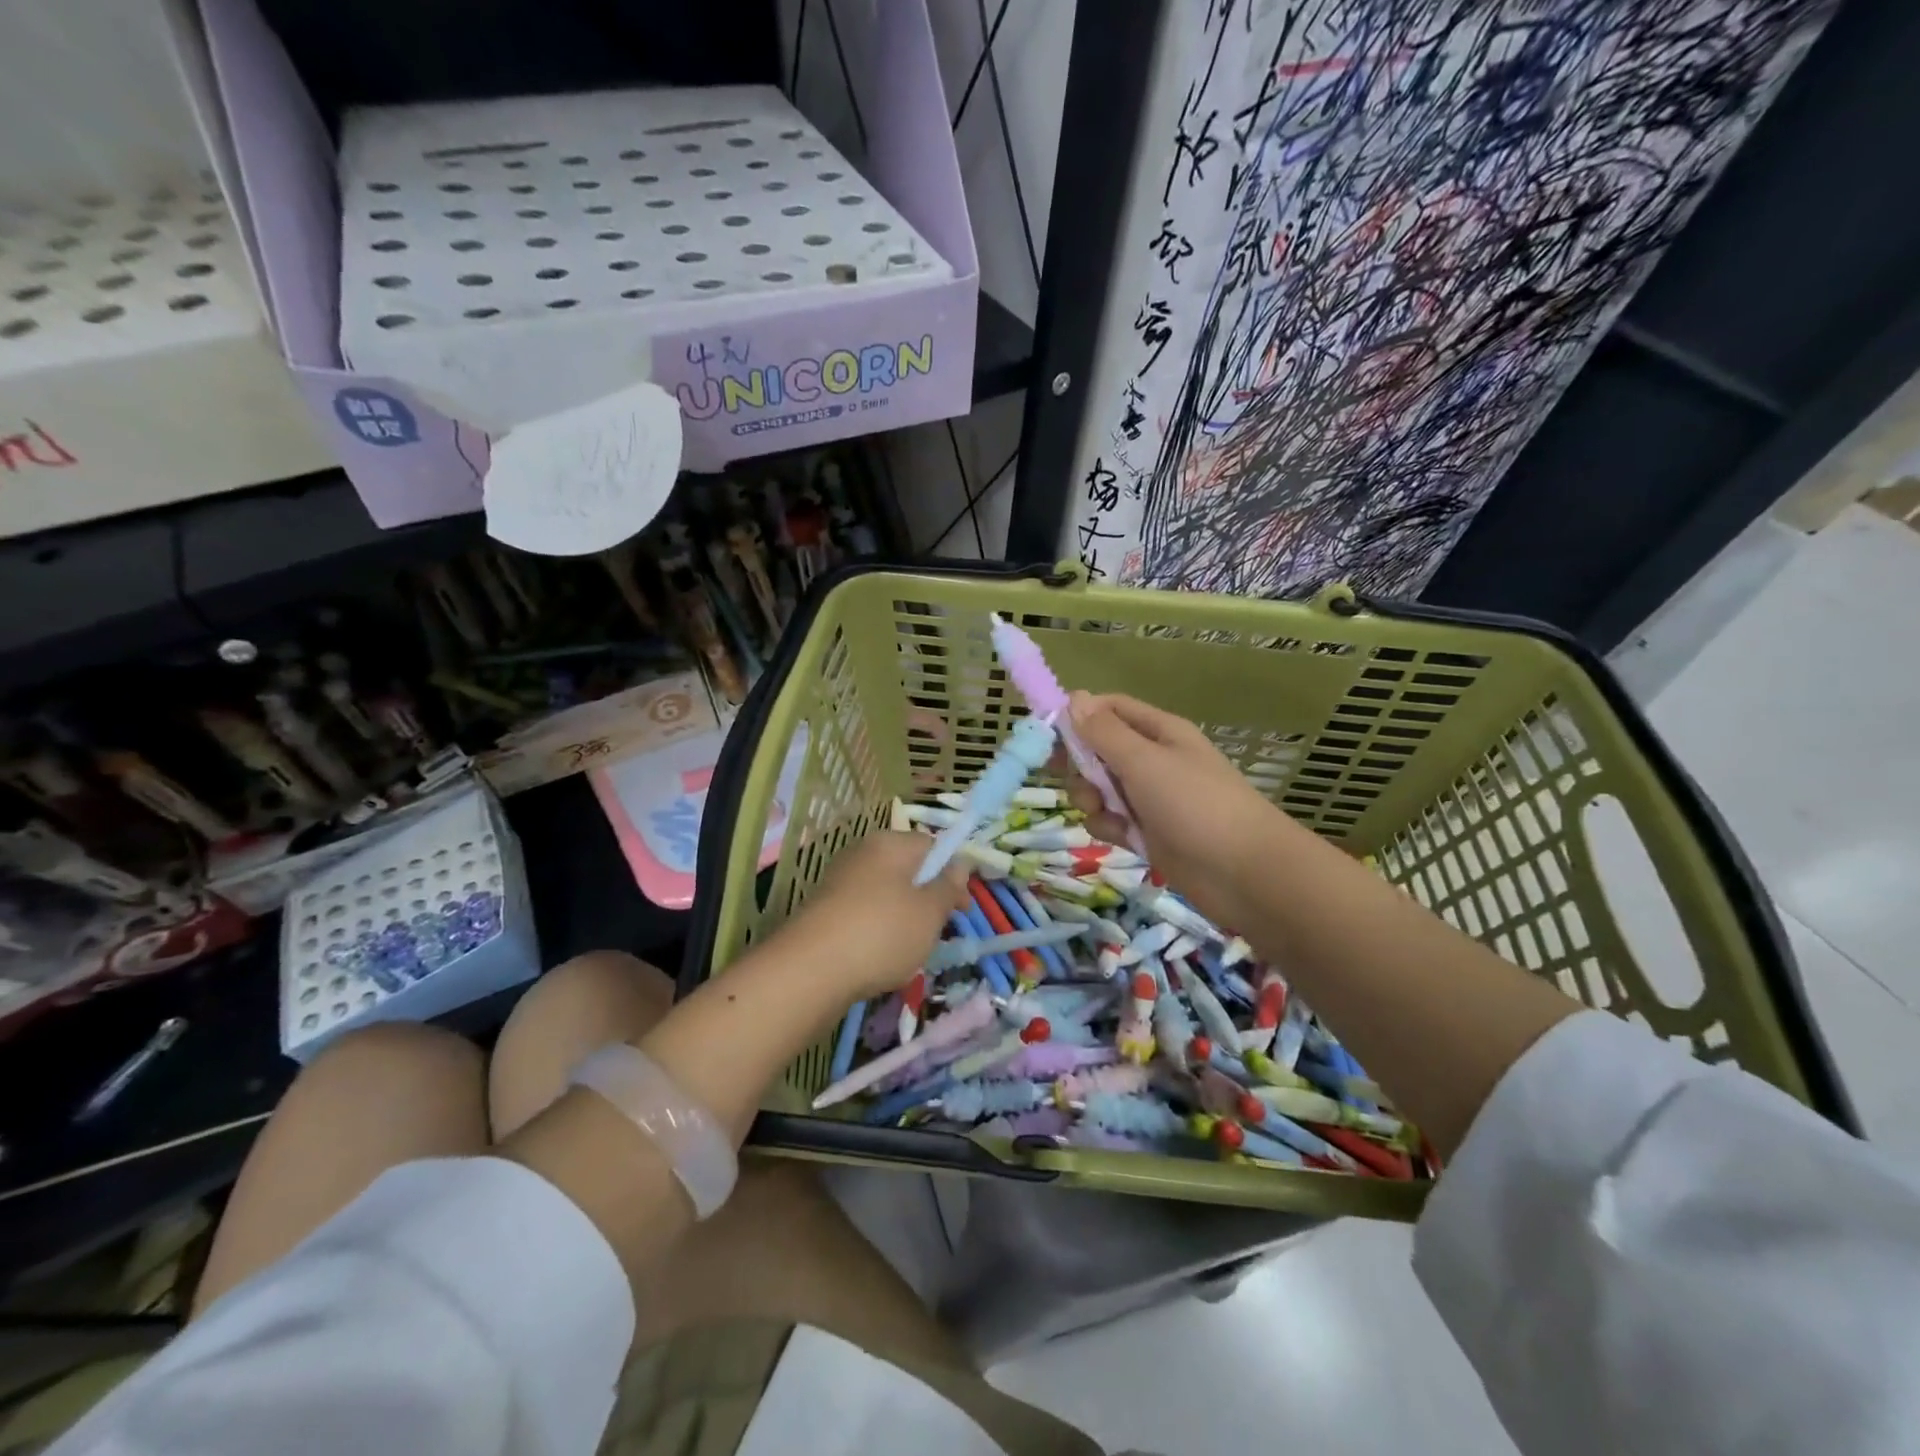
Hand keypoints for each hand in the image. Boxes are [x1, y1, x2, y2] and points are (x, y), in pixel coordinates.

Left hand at [779, 831, 968, 999]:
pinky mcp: (824, 910)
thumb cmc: (882, 933)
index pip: (932, 846)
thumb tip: (960, 864)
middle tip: (937, 933)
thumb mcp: (929, 912)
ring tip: (908, 952)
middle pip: (908, 870)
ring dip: (903, 919)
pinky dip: (876, 932)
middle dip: (927, 899)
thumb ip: (948, 886)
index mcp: (890, 843)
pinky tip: (878, 958)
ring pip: (886, 895)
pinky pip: (863, 914)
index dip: (953, 874)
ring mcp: (839, 881)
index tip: (961, 908)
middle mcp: (862, 853)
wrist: (809, 970)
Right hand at [1062, 692, 1295, 928]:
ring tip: (1108, 815)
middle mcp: (1153, 759)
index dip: (1078, 717)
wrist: (1244, 874)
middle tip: (1082, 783)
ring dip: (1092, 800)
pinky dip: (1108, 827)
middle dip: (1081, 766)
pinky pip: (1111, 819)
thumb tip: (1074, 697)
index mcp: (1158, 732)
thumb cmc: (1195, 805)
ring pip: (1100, 788)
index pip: (1109, 709)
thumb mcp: (1144, 761)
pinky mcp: (1148, 832)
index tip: (1047, 737)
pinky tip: (1120, 838)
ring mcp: (1150, 797)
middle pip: (1098, 750)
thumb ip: (1104, 732)